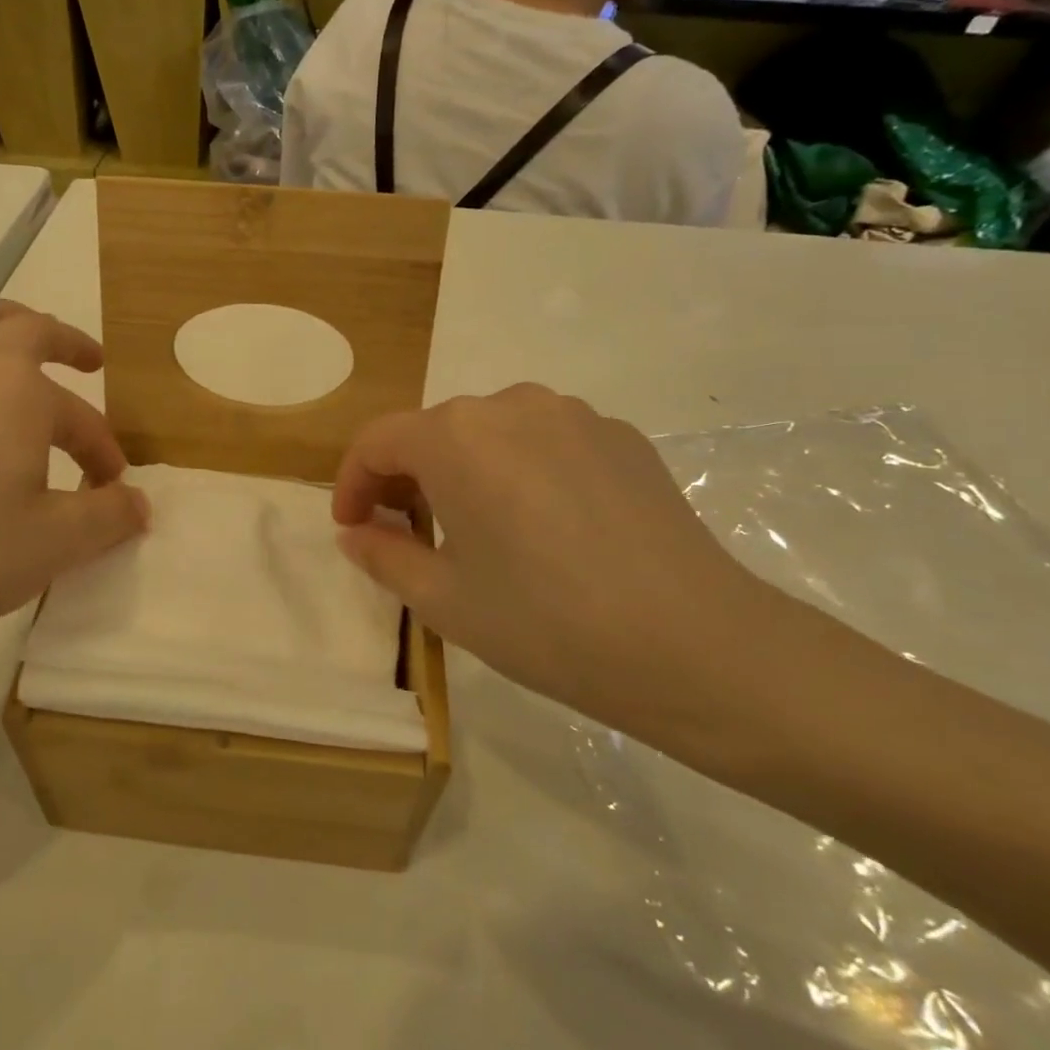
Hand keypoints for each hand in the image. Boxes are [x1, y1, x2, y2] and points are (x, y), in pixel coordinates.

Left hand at [0, 300, 148, 708]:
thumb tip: (138, 504)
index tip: (112, 487)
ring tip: (21, 354)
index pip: (79, 415)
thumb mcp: (55, 543)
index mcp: (16, 389)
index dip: (103, 449)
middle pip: (21, 325)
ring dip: (5, 330)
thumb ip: (108, 516)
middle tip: (88, 360)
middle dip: (63, 340)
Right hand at [333, 385, 774, 734]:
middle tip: (408, 536)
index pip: (378, 441)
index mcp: (456, 436)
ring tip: (477, 530)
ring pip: (491, 433)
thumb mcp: (444, 600)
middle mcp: (510, 404)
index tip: (352, 528)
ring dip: (464, 470)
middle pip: (434, 432)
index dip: (352, 483)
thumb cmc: (547, 622)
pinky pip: (546, 442)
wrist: (696, 645)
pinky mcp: (621, 436)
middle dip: (406, 479)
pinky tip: (545, 527)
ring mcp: (574, 415)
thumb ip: (383, 555)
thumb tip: (356, 533)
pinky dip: (521, 471)